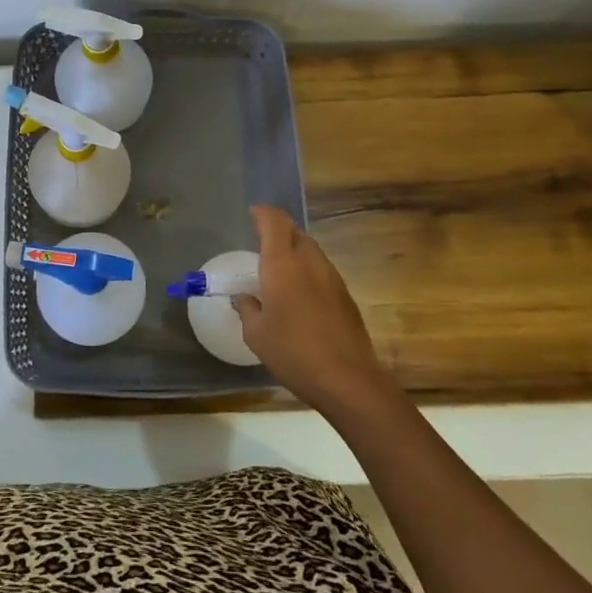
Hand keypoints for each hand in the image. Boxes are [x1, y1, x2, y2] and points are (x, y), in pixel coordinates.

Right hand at [233, 205, 392, 417]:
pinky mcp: (345, 296)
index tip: (253, 214)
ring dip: (294, 251)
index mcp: (282, 264)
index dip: (263, 213)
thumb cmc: (293, 352)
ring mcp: (332, 277)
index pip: (274, 222)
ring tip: (279, 271)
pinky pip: (321, 271)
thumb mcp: (256, 334)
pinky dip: (307, 271)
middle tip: (261, 245)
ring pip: (311, 250)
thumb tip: (243, 297)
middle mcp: (309, 262)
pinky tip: (300, 294)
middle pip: (295, 232)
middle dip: (278, 232)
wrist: (348, 379)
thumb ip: (247, 308)